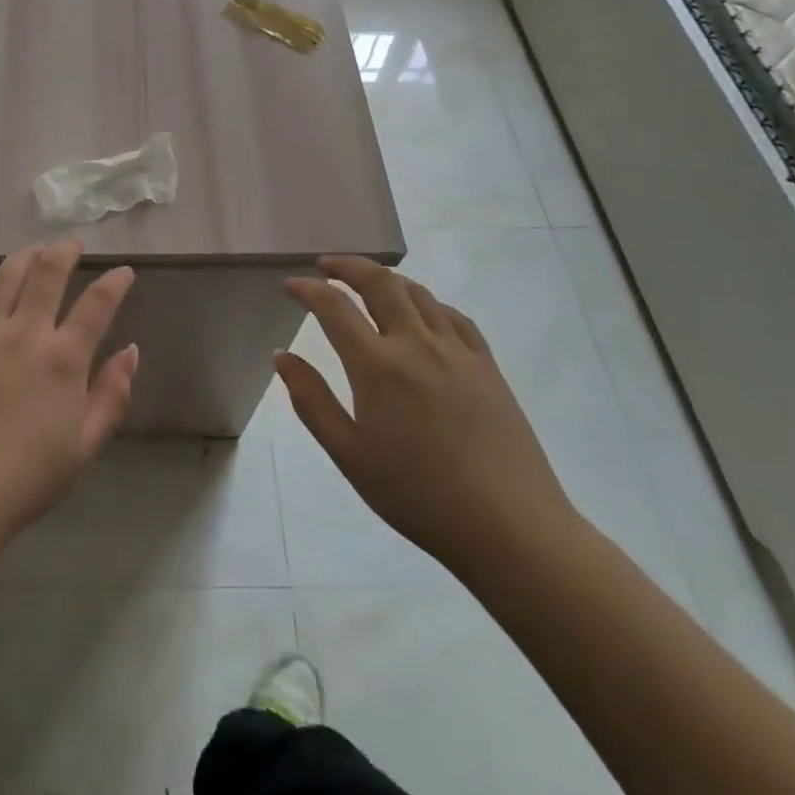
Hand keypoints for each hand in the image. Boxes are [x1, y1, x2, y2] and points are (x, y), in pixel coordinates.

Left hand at [0, 239, 139, 555]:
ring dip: (26, 256)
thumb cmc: (27, 479)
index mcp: (63, 359)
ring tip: (36, 251)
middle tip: (72, 242)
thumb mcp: (85, 446)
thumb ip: (112, 396)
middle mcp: (25, 333)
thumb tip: (131, 351)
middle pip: (47, 273)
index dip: (115, 282)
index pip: (97, 304)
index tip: (124, 271)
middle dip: (64, 250)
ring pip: (6, 276)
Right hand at [279, 256, 575, 574]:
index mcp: (378, 366)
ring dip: (386, 278)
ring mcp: (457, 351)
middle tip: (326, 265)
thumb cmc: (419, 496)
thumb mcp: (350, 456)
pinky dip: (427, 302)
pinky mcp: (488, 365)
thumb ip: (311, 401)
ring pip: (418, 292)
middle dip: (347, 266)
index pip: (335, 307)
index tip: (291, 285)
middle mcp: (416, 344)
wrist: (511, 529)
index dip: (309, 289)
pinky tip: (422, 312)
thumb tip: (283, 356)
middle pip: (379, 283)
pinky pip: (453, 315)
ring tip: (367, 282)